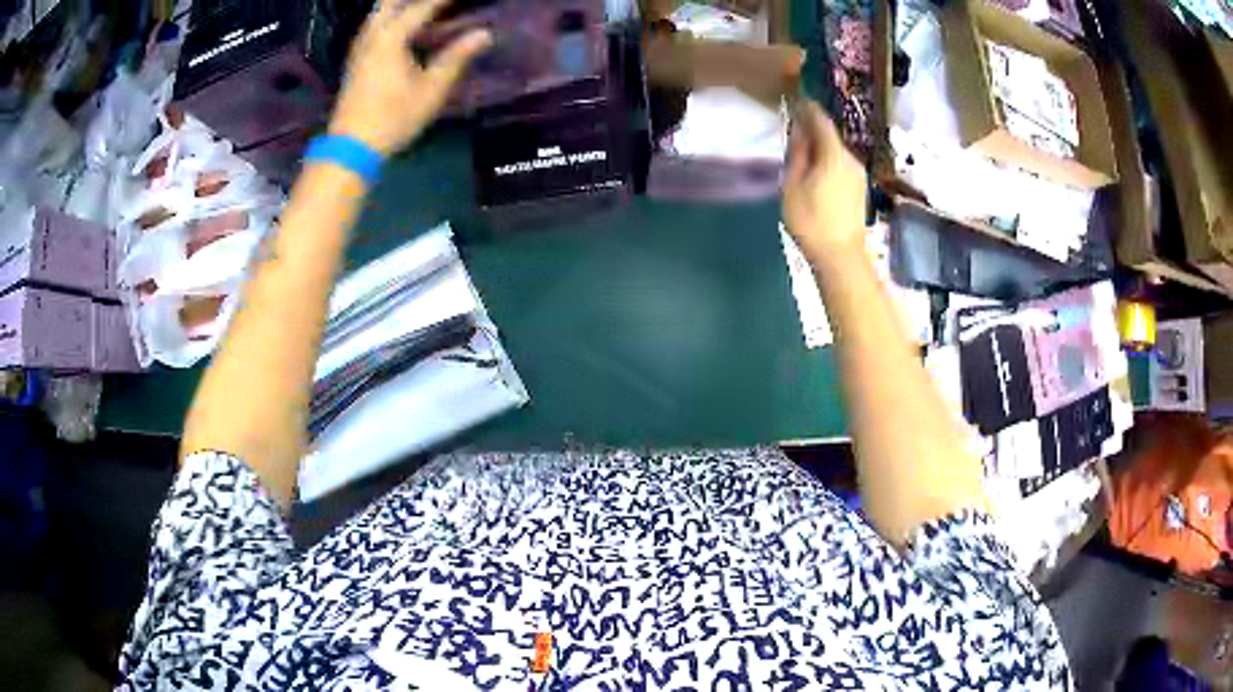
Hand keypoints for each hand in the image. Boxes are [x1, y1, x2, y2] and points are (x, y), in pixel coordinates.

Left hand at [329, 0, 491, 155]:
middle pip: (391, 2)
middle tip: (441, 5)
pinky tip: (405, 29)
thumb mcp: (431, 89)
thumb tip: (484, 34)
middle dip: (417, 0)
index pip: (423, 6)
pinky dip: (391, 18)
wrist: (352, 146)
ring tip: (426, 13)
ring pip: (379, 13)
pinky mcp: (355, 60)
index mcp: (391, 37)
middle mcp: (372, 35)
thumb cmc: (393, 118)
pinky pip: (374, 26)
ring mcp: (360, 47)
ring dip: (401, 6)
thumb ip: (456, 56)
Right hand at [782, 99, 867, 259]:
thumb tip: (799, 131)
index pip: (821, 121)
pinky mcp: (860, 187)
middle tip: (794, 128)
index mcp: (833, 154)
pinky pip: (841, 164)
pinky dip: (828, 161)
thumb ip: (797, 153)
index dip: (808, 108)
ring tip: (803, 152)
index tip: (795, 100)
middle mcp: (850, 158)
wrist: (841, 256)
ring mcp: (859, 173)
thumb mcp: (793, 185)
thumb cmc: (811, 221)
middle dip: (813, 129)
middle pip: (830, 136)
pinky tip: (817, 172)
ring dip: (821, 147)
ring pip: (836, 151)